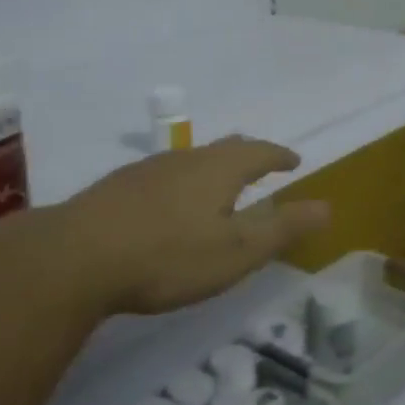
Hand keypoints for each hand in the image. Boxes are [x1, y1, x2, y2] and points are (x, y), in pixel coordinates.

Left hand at [52, 135, 330, 316]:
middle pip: (224, 148)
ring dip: (212, 169)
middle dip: (247, 156)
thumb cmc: (169, 256)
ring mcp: (147, 170)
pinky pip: (163, 176)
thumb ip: (282, 228)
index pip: (259, 152)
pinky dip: (181, 184)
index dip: (279, 156)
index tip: (293, 160)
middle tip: (261, 165)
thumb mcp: (236, 251)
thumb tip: (327, 206)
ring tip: (219, 186)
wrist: (77, 256)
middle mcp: (184, 159)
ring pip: (190, 160)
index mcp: (218, 169)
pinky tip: (169, 205)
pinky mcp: (117, 188)